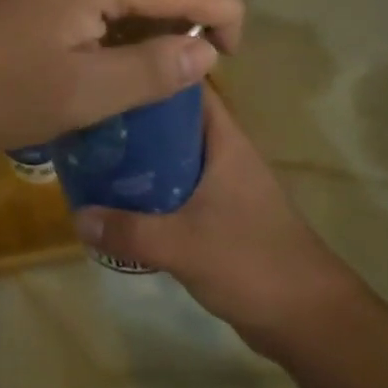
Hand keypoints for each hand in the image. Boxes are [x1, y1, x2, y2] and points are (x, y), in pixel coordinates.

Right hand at [73, 87, 363, 358]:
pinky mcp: (221, 215)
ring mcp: (224, 185)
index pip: (188, 87)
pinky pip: (179, 188)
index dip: (153, 71)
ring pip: (174, 155)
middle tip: (90, 118)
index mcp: (225, 141)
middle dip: (135, 118)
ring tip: (95, 154)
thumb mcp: (184, 245)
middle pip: (174, 120)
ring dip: (141, 155)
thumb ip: (129, 231)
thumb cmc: (252, 262)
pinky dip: (152, 188)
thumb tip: (78, 215)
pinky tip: (120, 199)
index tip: (111, 69)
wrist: (309, 319)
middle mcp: (224, 154)